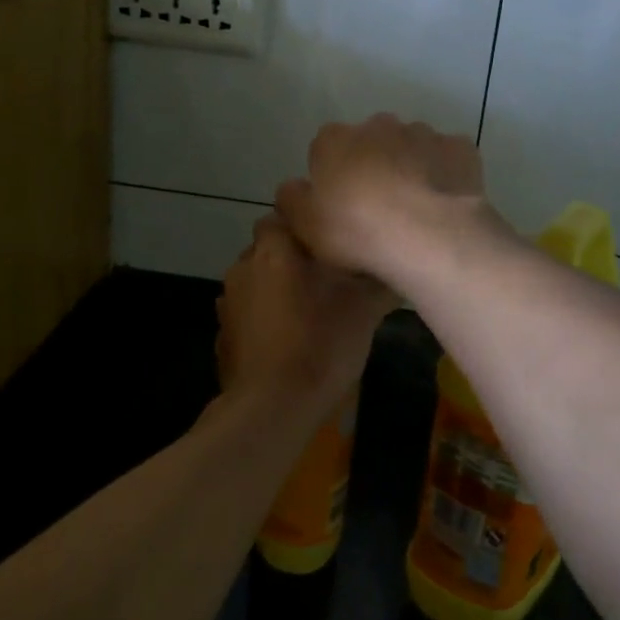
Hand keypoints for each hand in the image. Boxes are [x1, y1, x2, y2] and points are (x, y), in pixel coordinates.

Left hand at [216, 215, 393, 417]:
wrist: (272, 407)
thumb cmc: (321, 344)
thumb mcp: (364, 310)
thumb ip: (379, 283)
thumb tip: (397, 270)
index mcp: (275, 250)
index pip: (283, 212)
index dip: (306, 223)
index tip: (331, 239)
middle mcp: (244, 266)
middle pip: (268, 247)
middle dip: (292, 257)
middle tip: (326, 276)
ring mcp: (227, 302)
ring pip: (256, 280)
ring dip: (275, 287)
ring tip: (307, 310)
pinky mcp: (222, 335)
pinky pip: (246, 313)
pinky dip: (262, 318)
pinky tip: (286, 339)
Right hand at [274, 114, 495, 283]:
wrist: (429, 235)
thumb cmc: (357, 230)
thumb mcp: (305, 225)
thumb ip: (292, 200)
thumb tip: (293, 188)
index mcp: (335, 140)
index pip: (325, 149)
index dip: (332, 177)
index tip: (341, 207)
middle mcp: (378, 125)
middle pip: (370, 143)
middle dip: (373, 166)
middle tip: (378, 209)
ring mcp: (423, 133)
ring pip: (411, 148)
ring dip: (410, 169)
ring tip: (415, 211)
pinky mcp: (460, 148)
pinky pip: (447, 160)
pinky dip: (445, 176)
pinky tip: (445, 204)